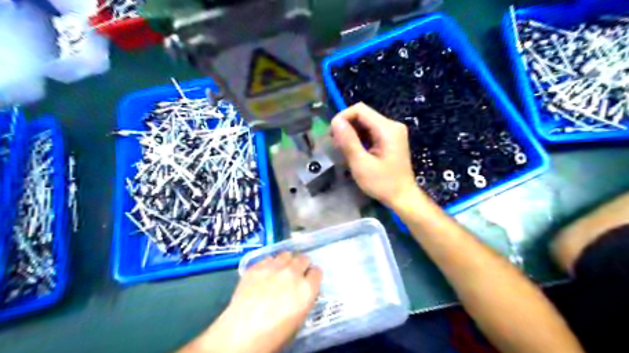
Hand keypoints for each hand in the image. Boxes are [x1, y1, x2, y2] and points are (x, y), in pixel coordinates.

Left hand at [180, 253, 320, 350]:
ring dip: (286, 262)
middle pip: (303, 259)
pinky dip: (269, 264)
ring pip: (286, 254)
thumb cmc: (274, 335)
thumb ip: (304, 299)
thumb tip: (302, 291)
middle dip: (301, 266)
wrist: (241, 333)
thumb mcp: (298, 320)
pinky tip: (264, 274)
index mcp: (307, 289)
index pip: (317, 272)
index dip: (312, 276)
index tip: (308, 280)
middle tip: (295, 275)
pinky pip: (268, 258)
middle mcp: (293, 273)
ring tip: (280, 271)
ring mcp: (274, 267)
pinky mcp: (257, 266)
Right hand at [329, 103, 421, 210]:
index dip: (342, 118)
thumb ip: (348, 141)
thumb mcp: (361, 164)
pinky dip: (359, 138)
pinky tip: (354, 151)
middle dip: (346, 127)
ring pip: (365, 123)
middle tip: (336, 145)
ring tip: (343, 150)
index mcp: (387, 129)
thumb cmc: (382, 184)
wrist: (403, 197)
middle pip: (363, 115)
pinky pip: (371, 131)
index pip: (360, 110)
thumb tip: (335, 121)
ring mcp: (392, 132)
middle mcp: (392, 125)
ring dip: (351, 133)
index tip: (332, 135)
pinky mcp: (390, 139)